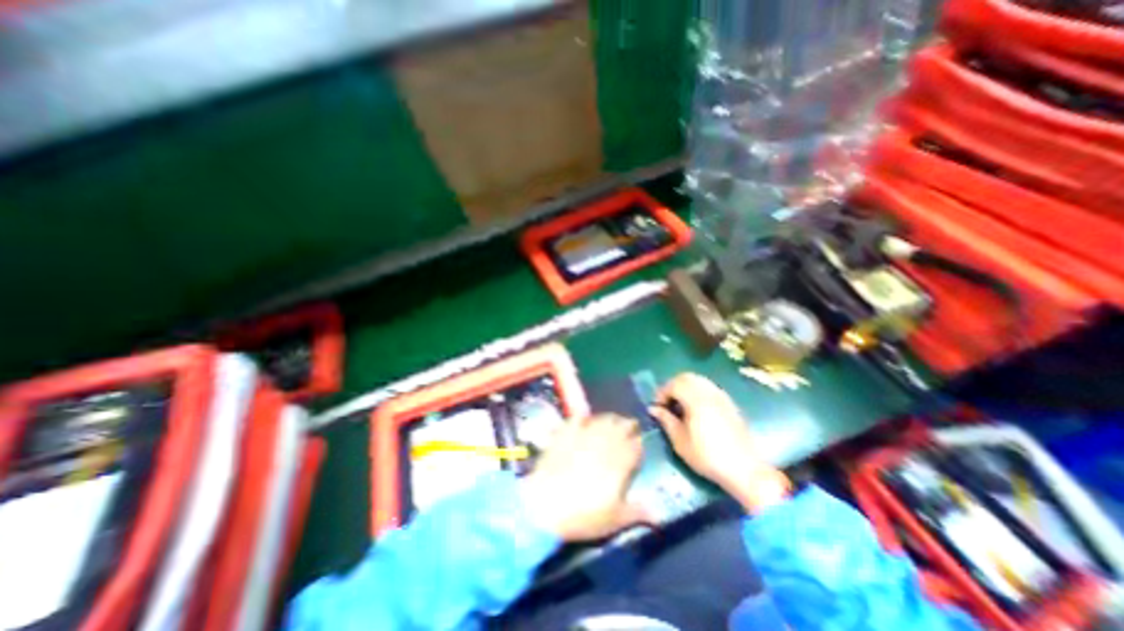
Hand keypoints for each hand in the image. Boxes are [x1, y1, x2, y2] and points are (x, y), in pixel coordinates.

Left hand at [520, 415, 650, 541]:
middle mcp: (605, 443)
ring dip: (610, 418)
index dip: (639, 442)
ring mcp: (585, 435)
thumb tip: (658, 516)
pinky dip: (583, 417)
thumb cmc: (584, 515)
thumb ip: (637, 513)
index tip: (639, 442)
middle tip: (629, 425)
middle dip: (628, 425)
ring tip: (611, 420)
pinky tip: (584, 419)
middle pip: (621, 426)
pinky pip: (577, 418)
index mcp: (621, 462)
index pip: (636, 445)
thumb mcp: (614, 520)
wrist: (546, 504)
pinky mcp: (566, 433)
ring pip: (602, 418)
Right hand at [646, 374, 794, 512]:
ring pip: (698, 380)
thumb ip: (666, 420)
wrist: (744, 469)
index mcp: (696, 400)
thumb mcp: (680, 441)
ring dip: (685, 387)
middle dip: (672, 386)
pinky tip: (695, 409)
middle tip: (666, 403)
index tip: (657, 407)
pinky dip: (697, 390)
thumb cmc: (707, 456)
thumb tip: (653, 409)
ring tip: (680, 405)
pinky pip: (709, 387)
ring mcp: (721, 396)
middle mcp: (709, 392)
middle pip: (686, 377)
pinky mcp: (729, 403)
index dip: (662, 393)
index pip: (674, 384)